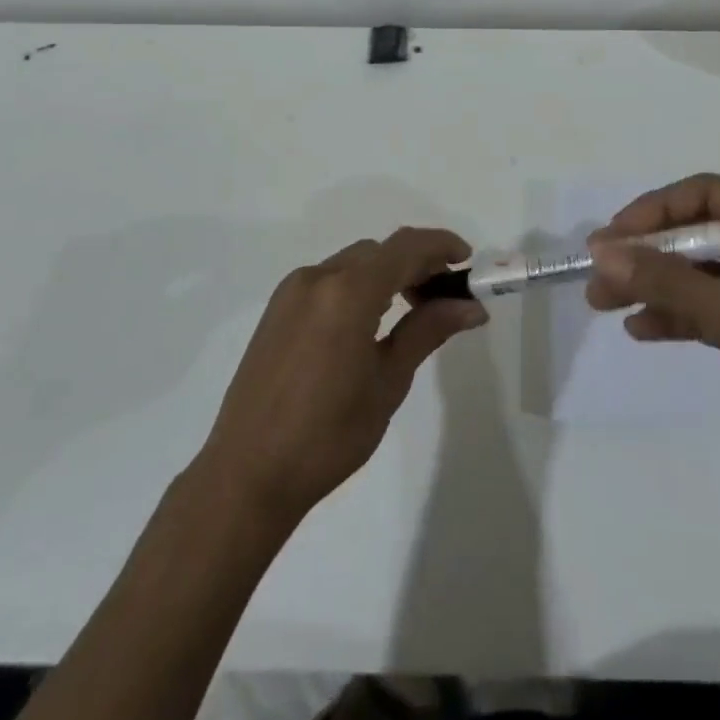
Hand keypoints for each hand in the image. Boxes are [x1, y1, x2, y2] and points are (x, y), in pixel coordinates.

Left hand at [196, 228, 485, 523]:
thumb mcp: (388, 382)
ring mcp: (292, 291)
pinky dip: (358, 285)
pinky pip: (329, 280)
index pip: (406, 247)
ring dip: (387, 273)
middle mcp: (317, 277)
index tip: (467, 262)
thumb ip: (428, 331)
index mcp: (348, 292)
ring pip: (353, 263)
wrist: (248, 473)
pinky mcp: (277, 308)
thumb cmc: (329, 434)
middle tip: (445, 297)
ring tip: (411, 310)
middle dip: (417, 264)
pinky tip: (369, 321)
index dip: (441, 246)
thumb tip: (471, 307)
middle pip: (379, 251)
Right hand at [588, 175, 719, 476]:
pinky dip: (675, 315)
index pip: (705, 194)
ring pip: (696, 272)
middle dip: (646, 254)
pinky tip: (640, 328)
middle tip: (598, 273)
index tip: (614, 237)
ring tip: (603, 302)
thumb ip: (671, 281)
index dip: (654, 210)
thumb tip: (603, 252)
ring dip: (653, 285)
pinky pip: (707, 306)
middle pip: (695, 233)